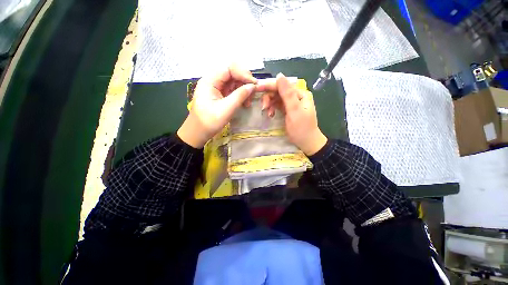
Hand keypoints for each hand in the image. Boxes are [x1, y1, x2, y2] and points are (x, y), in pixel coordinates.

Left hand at [177, 65, 256, 147]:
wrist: (198, 133)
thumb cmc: (209, 122)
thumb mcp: (226, 109)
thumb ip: (240, 96)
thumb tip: (253, 86)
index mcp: (210, 80)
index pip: (229, 68)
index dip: (244, 73)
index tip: (254, 85)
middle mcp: (213, 80)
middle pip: (232, 73)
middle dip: (245, 82)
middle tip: (253, 94)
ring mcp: (216, 87)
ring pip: (234, 81)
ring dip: (244, 89)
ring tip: (249, 101)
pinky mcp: (219, 94)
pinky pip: (232, 89)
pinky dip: (240, 95)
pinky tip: (245, 103)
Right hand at [257, 73, 326, 155]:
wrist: (306, 142)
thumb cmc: (302, 128)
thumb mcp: (294, 111)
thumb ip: (287, 94)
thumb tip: (279, 75)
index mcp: (300, 94)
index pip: (282, 85)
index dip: (269, 85)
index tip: (257, 88)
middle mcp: (296, 96)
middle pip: (278, 91)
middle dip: (269, 97)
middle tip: (263, 107)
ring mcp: (291, 103)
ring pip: (276, 98)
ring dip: (270, 104)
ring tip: (268, 113)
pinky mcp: (287, 110)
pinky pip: (277, 105)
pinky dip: (272, 108)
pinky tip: (271, 114)